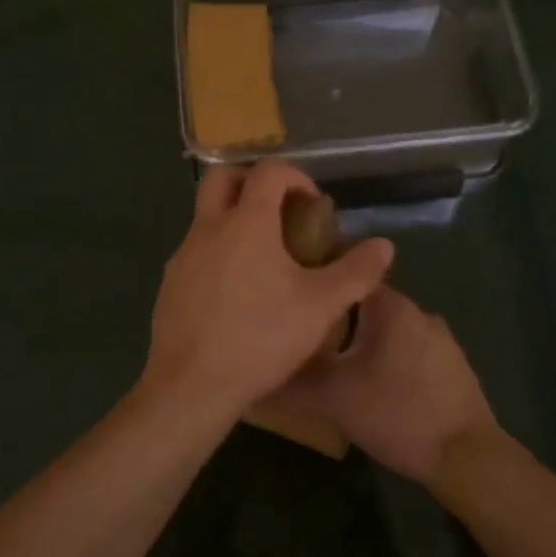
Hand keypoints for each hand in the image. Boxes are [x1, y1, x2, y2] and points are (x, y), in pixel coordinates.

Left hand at [145, 161, 392, 421]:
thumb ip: (355, 272)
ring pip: (207, 215)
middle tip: (280, 210)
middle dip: (252, 181)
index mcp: (246, 221)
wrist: (190, 385)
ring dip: (234, 218)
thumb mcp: (320, 307)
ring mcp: (183, 254)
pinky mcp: (170, 282)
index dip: (295, 176)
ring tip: (265, 257)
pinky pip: (196, 250)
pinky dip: (219, 251)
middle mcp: (208, 226)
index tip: (313, 204)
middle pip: (222, 177)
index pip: (268, 171)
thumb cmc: (259, 338)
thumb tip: (384, 246)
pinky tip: (238, 292)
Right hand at [288, 285, 496, 483]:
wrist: (467, 457)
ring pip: (389, 329)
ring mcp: (440, 337)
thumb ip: (295, 378)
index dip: (318, 287)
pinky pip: (409, 349)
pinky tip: (377, 387)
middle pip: (366, 304)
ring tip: (339, 366)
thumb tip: (261, 371)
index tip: (296, 301)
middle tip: (310, 341)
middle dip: (338, 320)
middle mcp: (417, 310)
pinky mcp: (453, 364)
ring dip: (365, 342)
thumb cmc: (396, 413)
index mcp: (390, 305)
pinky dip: (390, 359)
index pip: (346, 276)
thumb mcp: (334, 396)